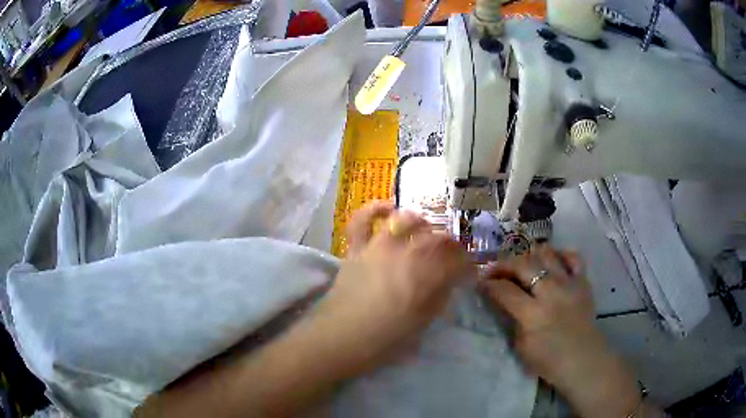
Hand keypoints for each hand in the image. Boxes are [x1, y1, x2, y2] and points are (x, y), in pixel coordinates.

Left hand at [312, 201, 474, 371]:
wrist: (342, 337)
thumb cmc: (386, 338)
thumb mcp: (423, 323)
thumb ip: (439, 298)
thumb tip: (449, 282)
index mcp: (428, 276)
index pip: (458, 261)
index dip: (467, 266)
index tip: (469, 273)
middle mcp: (408, 254)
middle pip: (437, 238)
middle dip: (451, 245)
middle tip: (451, 255)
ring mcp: (380, 247)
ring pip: (406, 221)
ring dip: (421, 222)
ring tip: (425, 229)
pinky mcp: (358, 248)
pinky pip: (363, 220)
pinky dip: (375, 209)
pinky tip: (388, 208)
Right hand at [479, 245, 642, 417]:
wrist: (584, 360)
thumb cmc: (549, 361)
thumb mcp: (521, 347)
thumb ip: (512, 319)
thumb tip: (502, 300)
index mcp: (533, 314)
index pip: (504, 290)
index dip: (488, 284)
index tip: (480, 283)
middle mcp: (551, 292)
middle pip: (523, 265)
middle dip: (503, 264)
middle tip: (495, 270)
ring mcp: (570, 284)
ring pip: (546, 253)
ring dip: (530, 256)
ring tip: (524, 265)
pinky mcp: (583, 282)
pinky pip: (573, 257)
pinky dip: (560, 255)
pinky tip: (552, 262)